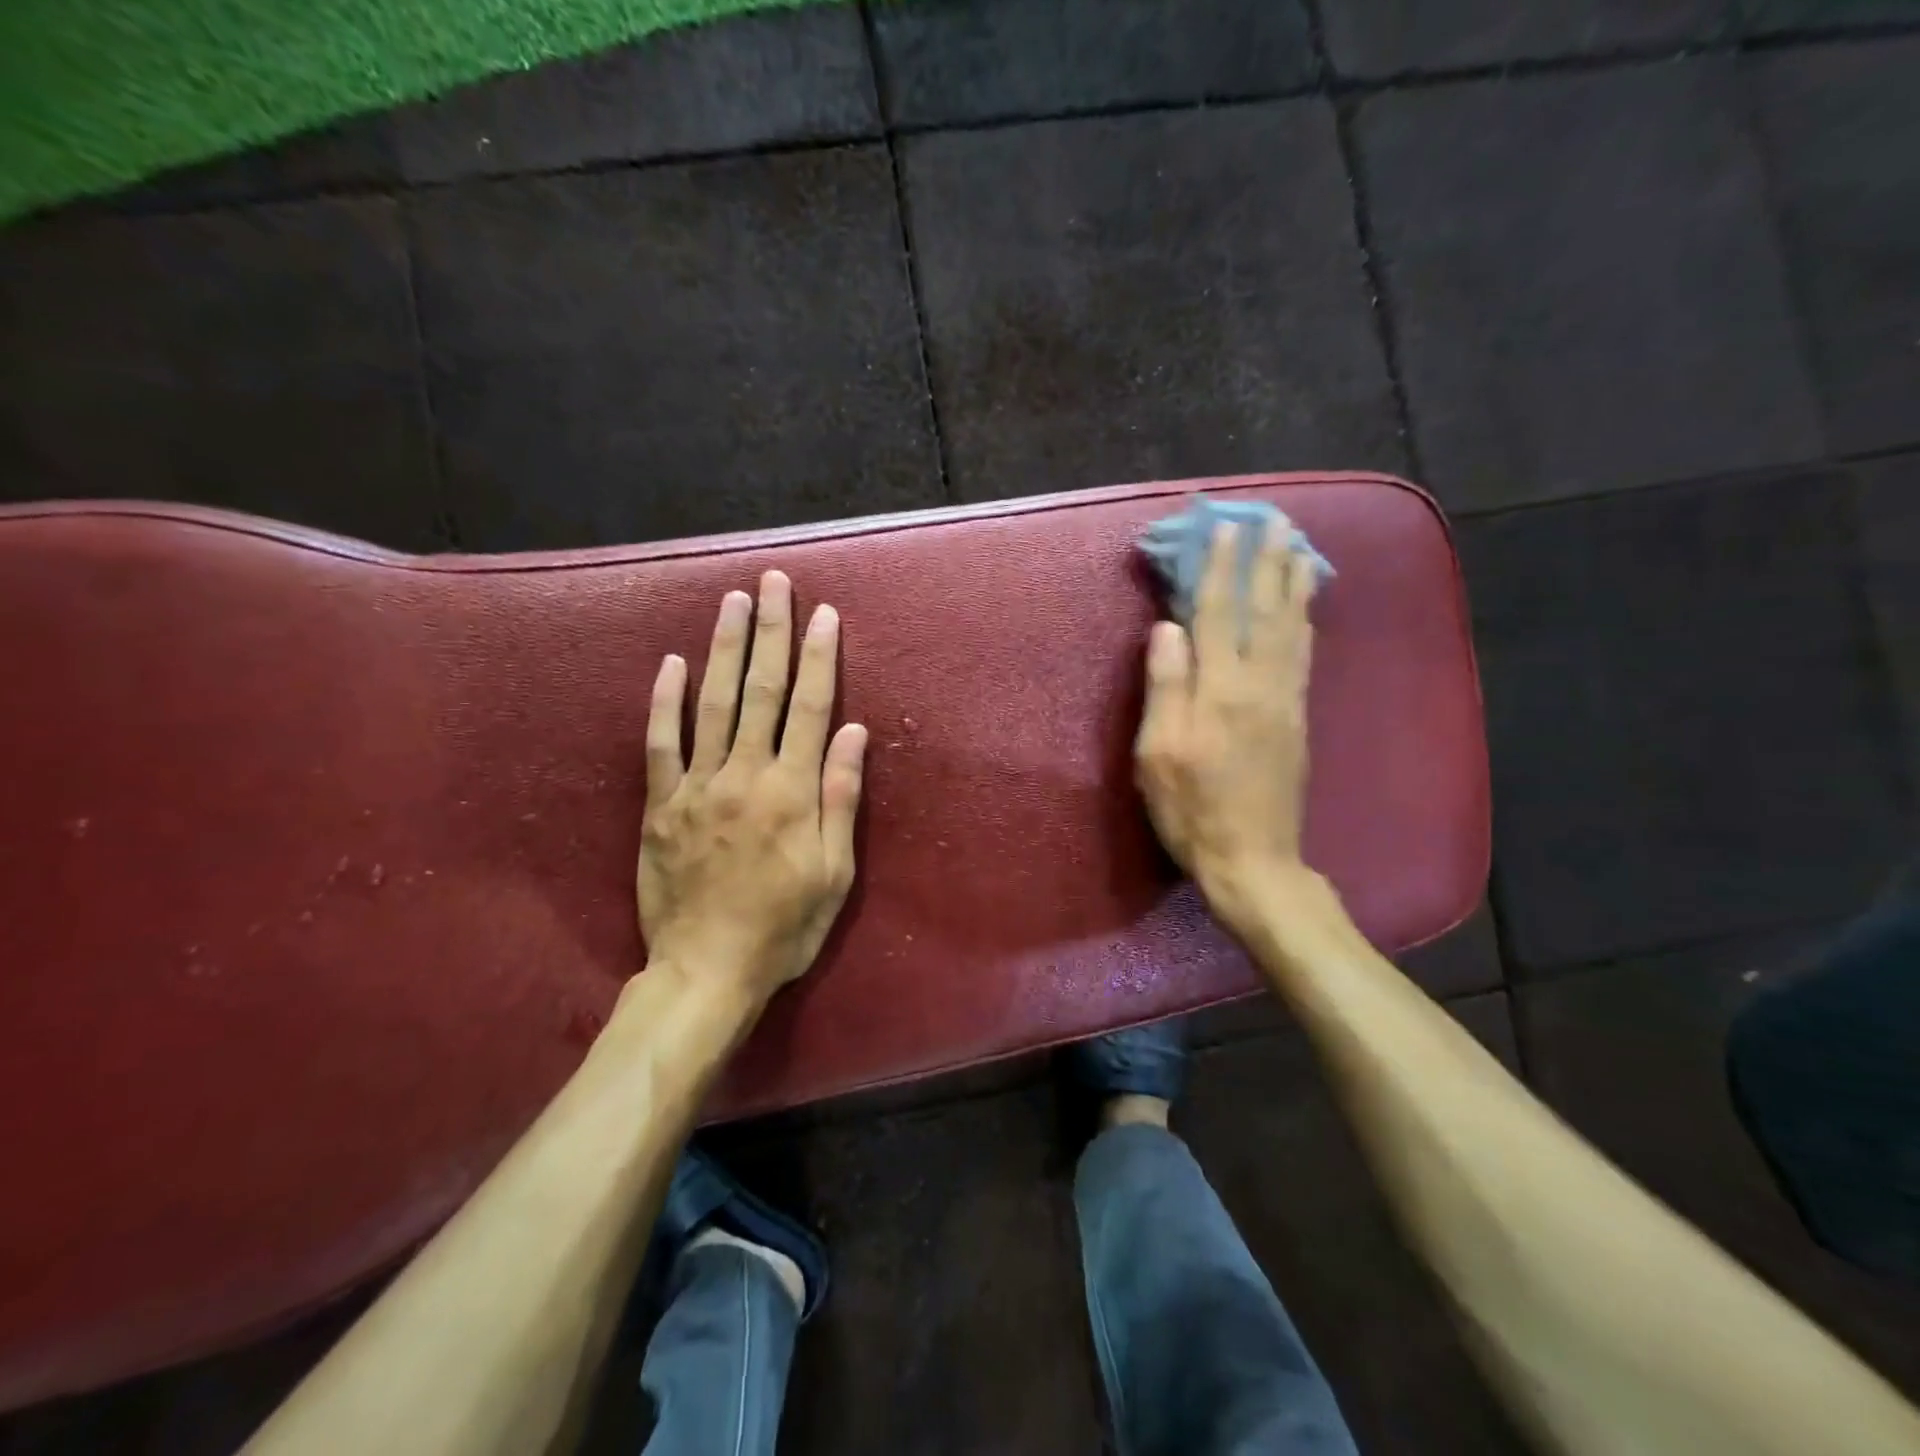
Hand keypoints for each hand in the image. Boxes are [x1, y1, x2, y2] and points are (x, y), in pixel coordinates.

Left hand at [638, 571, 867, 1006]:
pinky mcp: (661, 805)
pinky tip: (671, 663)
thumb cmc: (785, 926)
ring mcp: (698, 786)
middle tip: (772, 582)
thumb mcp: (834, 872)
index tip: (824, 613)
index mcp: (794, 791)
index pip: (812, 707)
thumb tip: (854, 732)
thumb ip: (841, 798)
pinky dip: (665, 701)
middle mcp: (746, 774)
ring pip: (713, 703)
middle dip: (770, 631)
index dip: (820, 656)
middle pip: (763, 690)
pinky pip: (660, 744)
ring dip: (725, 648)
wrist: (707, 971)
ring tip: (732, 601)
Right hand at [1134, 522, 1317, 935]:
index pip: (1219, 614)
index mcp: (1219, 691)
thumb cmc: (1191, 809)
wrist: (1252, 859)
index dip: (1221, 569)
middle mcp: (1259, 685)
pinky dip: (1305, 623)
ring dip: (1294, 585)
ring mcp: (1285, 701)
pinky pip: (1304, 657)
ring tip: (1298, 549)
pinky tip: (1305, 610)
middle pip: (1266, 612)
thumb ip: (1165, 687)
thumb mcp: (1158, 754)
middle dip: (1268, 563)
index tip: (1226, 528)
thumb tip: (1167, 629)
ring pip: (1293, 629)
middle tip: (1277, 521)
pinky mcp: (1297, 719)